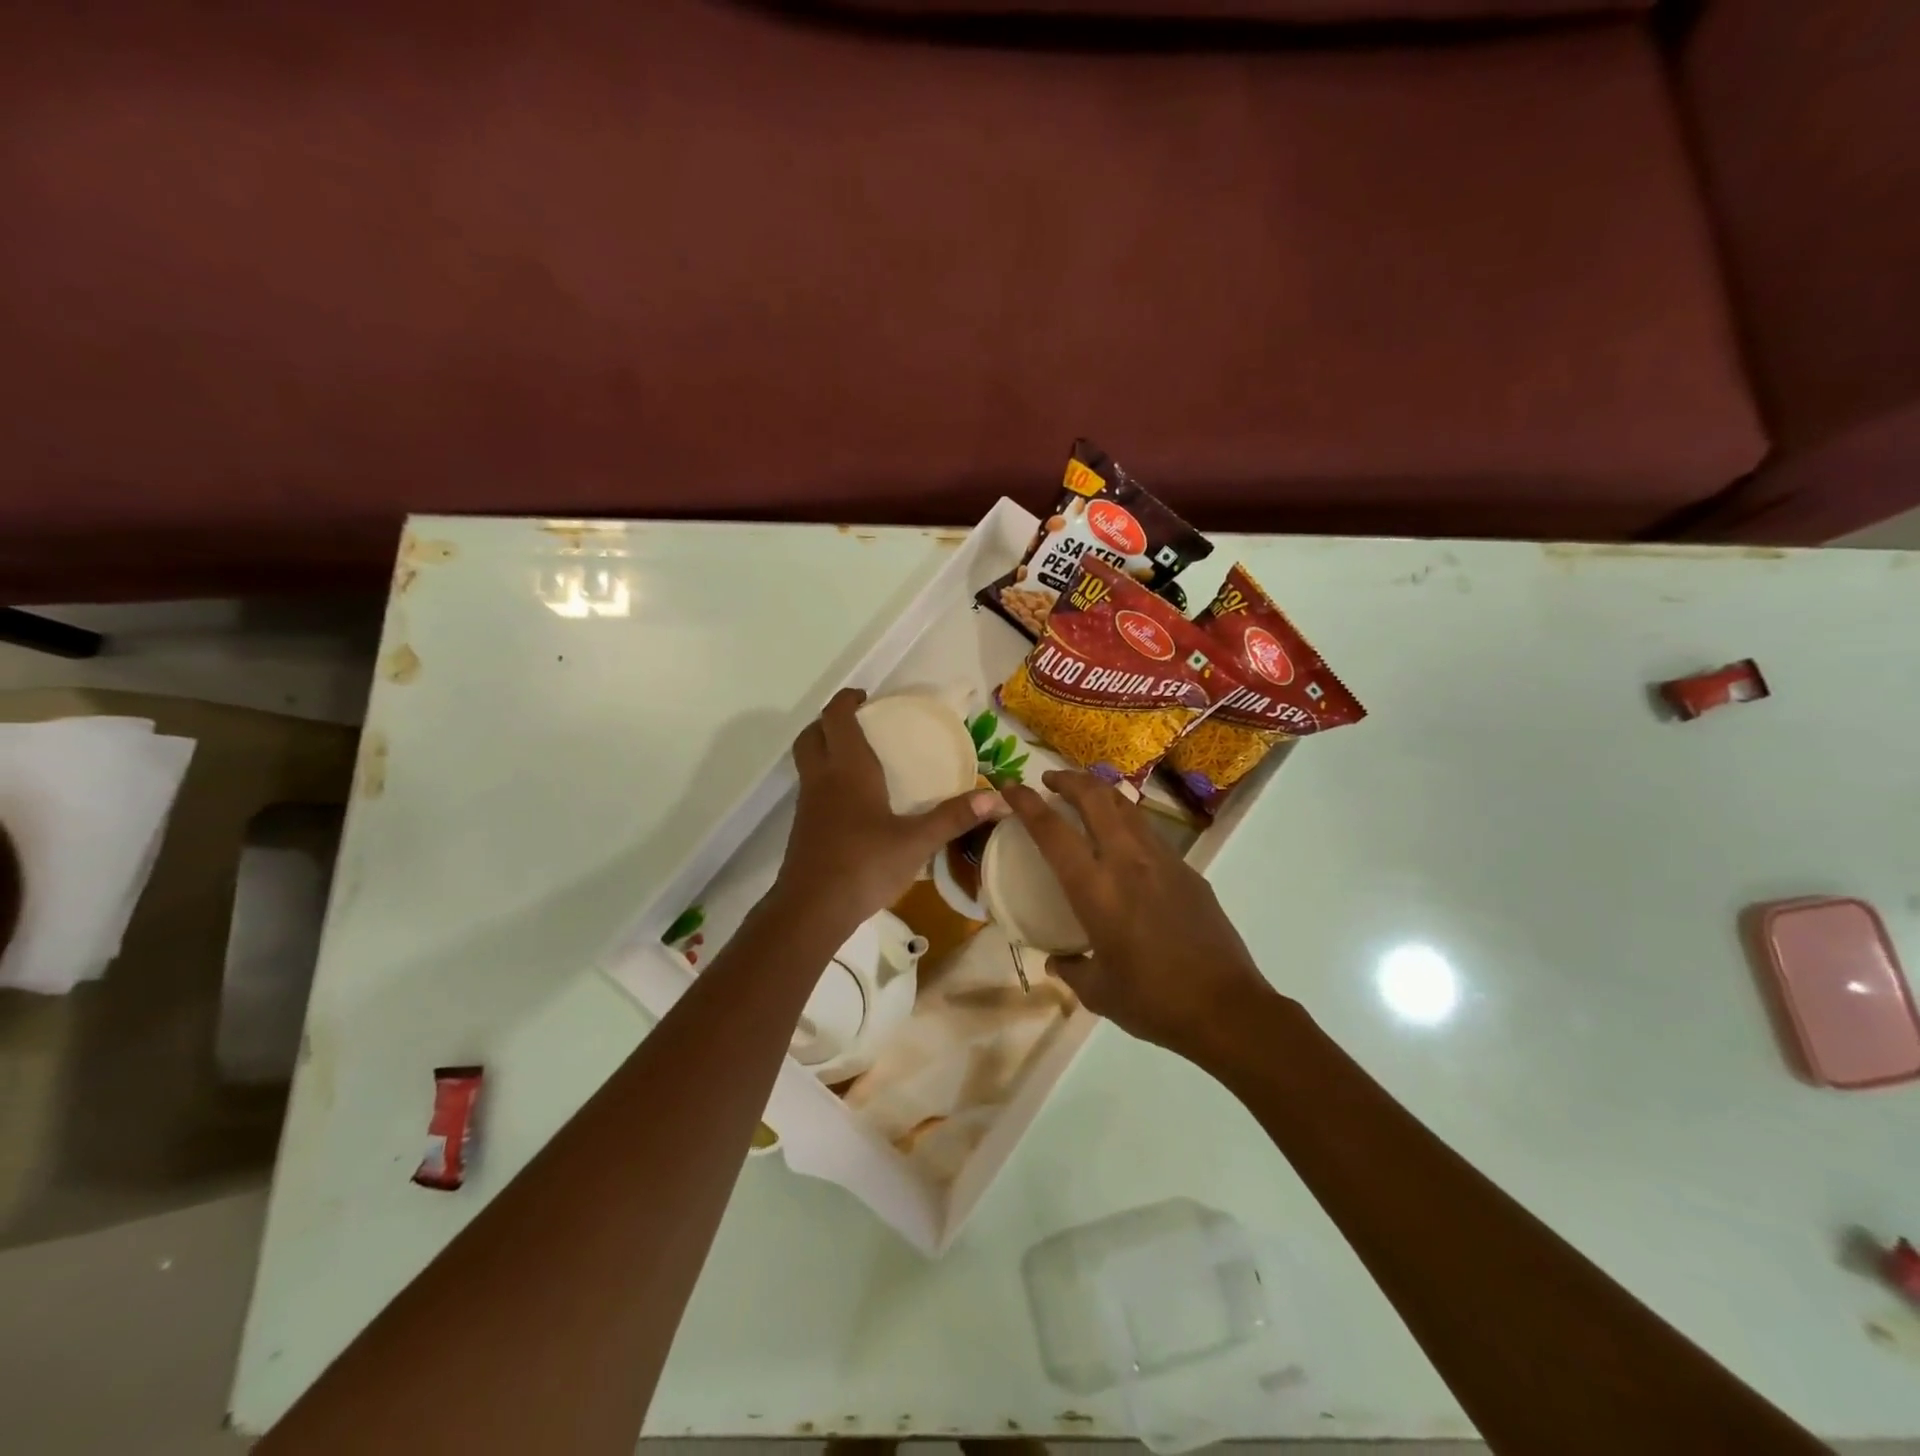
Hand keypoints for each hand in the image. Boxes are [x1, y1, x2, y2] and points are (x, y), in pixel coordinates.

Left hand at [775, 689, 1004, 934]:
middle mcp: (822, 779)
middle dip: (830, 721)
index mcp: (847, 770)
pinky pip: (812, 788)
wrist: (812, 909)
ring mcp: (808, 805)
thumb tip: (997, 798)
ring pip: (809, 762)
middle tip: (859, 723)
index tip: (865, 696)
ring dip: (826, 749)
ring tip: (861, 759)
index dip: (847, 700)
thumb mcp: (916, 842)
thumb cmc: (864, 865)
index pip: (837, 718)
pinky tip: (855, 803)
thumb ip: (953, 817)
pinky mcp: (804, 828)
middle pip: (812, 734)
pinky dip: (828, 780)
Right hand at [1004, 770, 1277, 1060]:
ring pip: (1127, 806)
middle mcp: (1127, 862)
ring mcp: (1163, 861)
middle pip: (1095, 797)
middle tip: (1050, 781)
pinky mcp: (1188, 870)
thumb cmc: (1153, 1002)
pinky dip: (1127, 821)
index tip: (1009, 787)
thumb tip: (1057, 960)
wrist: (1227, 1009)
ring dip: (1100, 793)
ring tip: (1085, 798)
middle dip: (1068, 779)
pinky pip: (1150, 832)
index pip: (1052, 831)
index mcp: (1096, 890)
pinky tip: (1125, 843)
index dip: (1026, 803)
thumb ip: (1071, 969)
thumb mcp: (1098, 993)